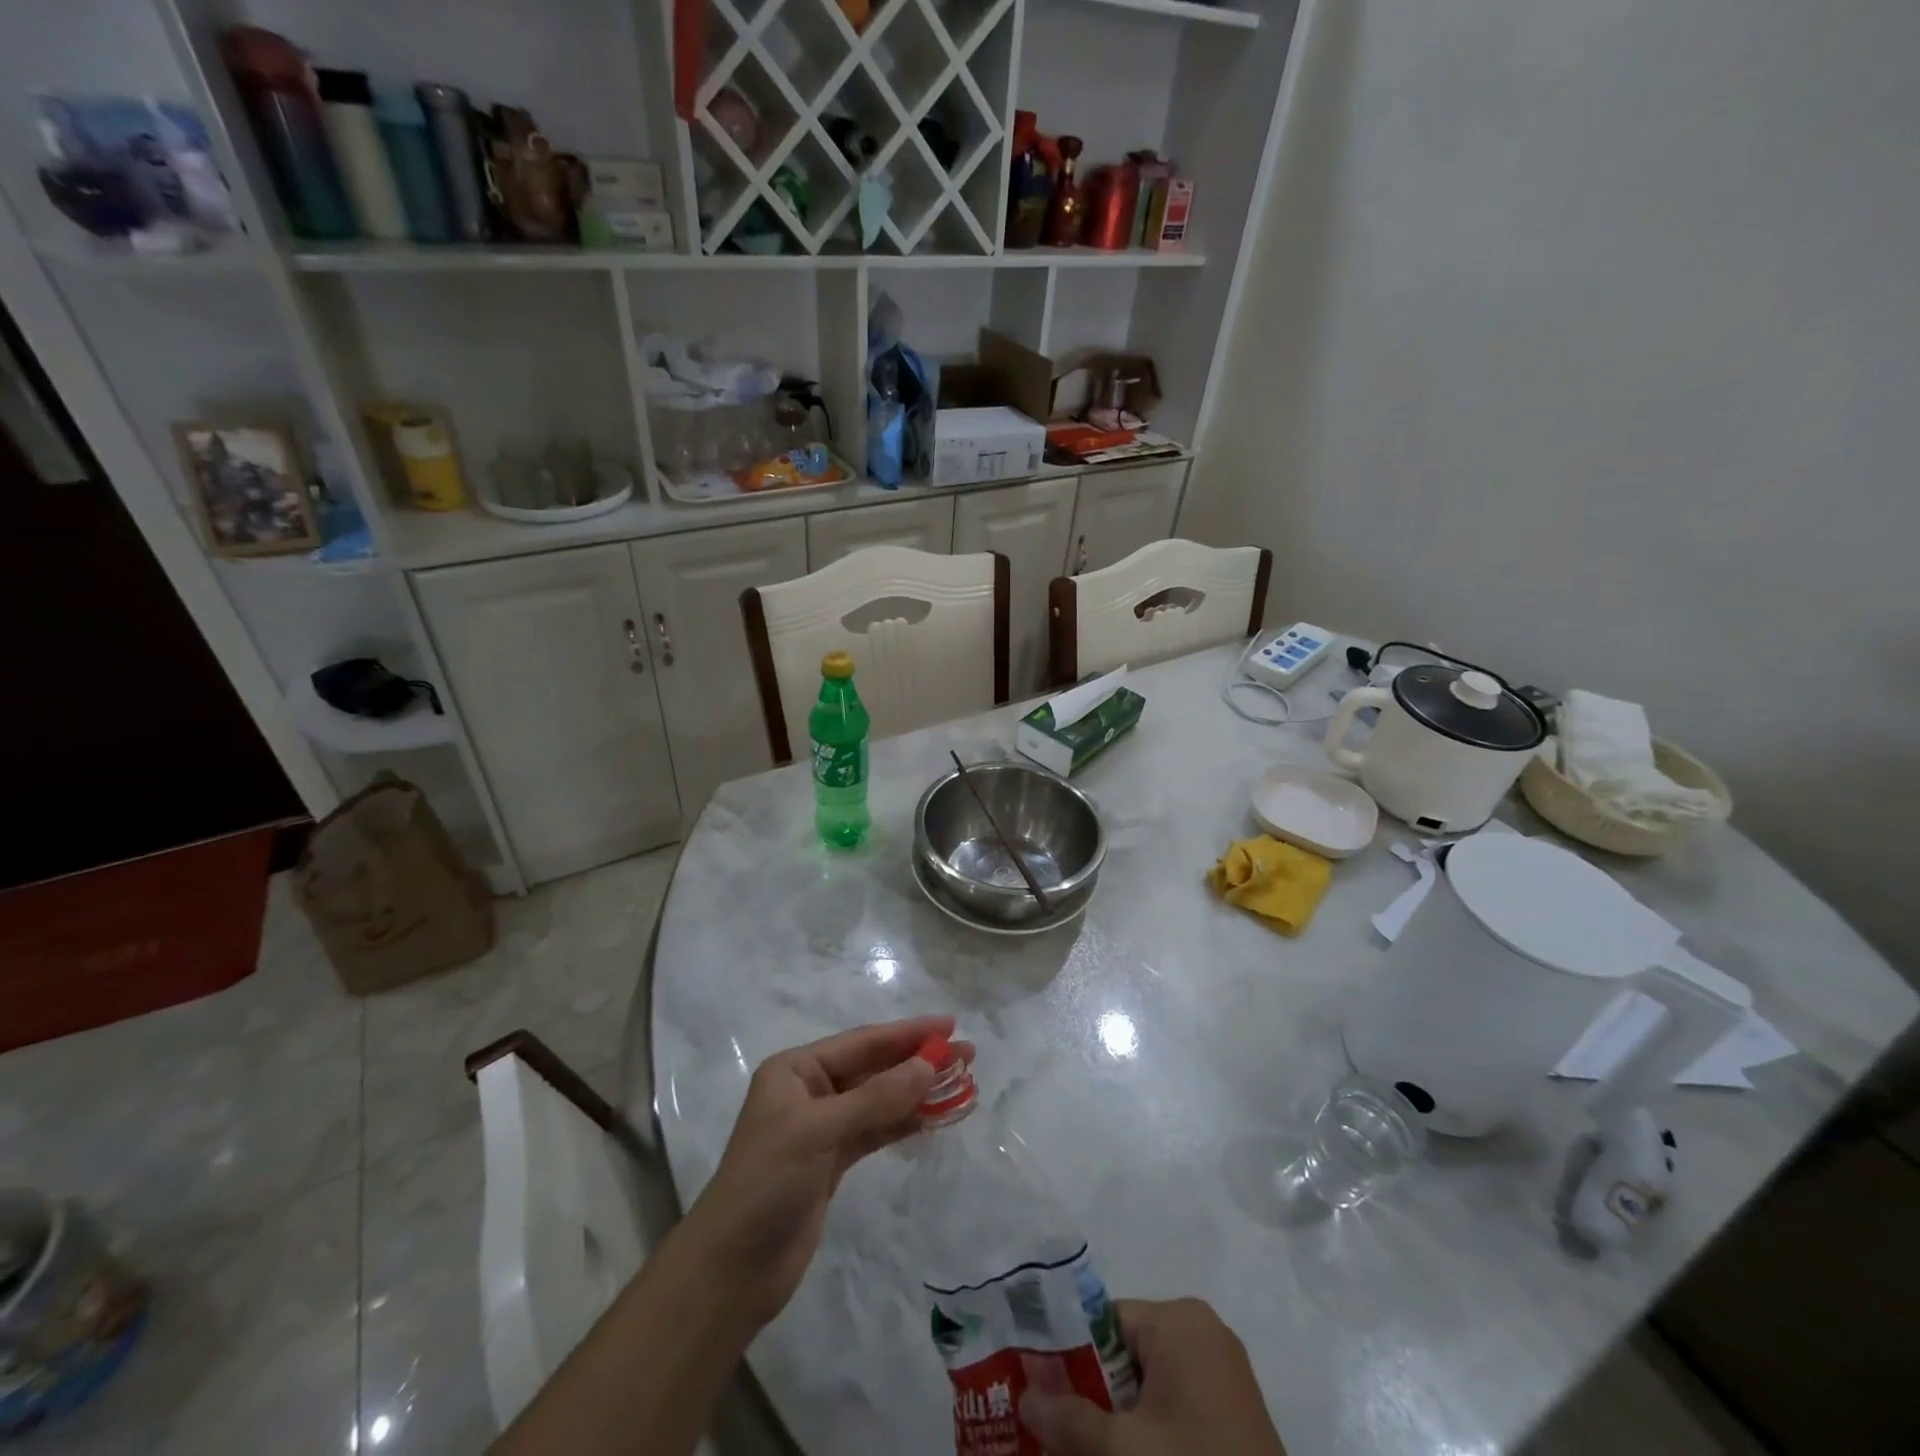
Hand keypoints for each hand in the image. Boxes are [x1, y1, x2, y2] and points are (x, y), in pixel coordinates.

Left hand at [685, 1015, 971, 1327]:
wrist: (732, 1270)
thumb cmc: (767, 1183)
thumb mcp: (819, 1131)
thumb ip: (876, 1098)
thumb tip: (928, 1065)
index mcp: (796, 1070)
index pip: (862, 1042)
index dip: (907, 1033)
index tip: (949, 1025)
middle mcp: (809, 1091)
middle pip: (874, 1068)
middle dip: (918, 1061)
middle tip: (967, 1055)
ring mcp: (822, 1128)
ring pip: (879, 1100)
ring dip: (917, 1093)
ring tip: (961, 1084)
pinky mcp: (832, 1162)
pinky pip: (876, 1131)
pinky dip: (904, 1123)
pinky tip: (934, 1118)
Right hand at [1020, 1298, 1285, 1455]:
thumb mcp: (1126, 1450)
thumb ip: (1071, 1421)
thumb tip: (1023, 1400)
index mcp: (1179, 1319)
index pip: (1104, 1322)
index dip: (1070, 1360)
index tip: (1041, 1394)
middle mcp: (1202, 1332)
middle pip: (1125, 1354)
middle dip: (1092, 1395)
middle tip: (1058, 1431)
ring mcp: (1223, 1373)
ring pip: (1148, 1386)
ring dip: (1118, 1419)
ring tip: (1086, 1448)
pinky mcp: (1234, 1413)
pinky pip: (1175, 1406)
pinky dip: (1149, 1431)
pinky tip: (1127, 1455)